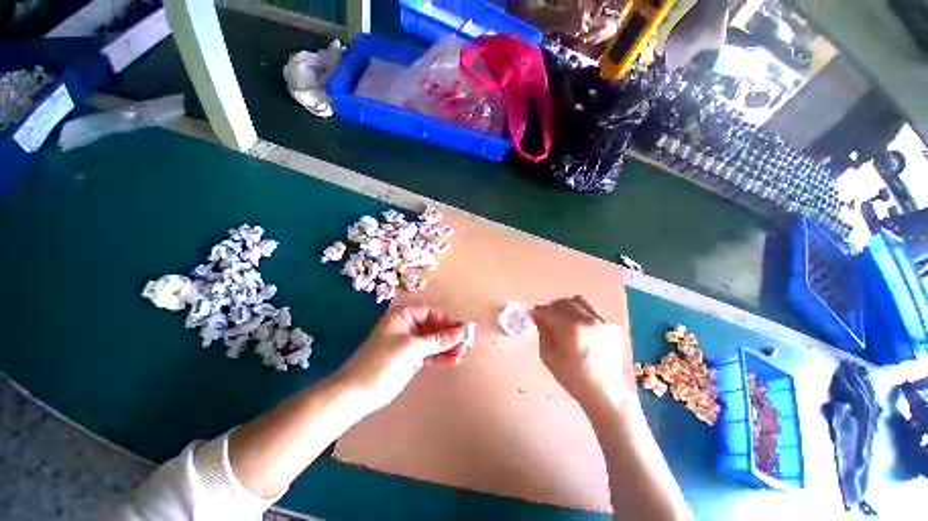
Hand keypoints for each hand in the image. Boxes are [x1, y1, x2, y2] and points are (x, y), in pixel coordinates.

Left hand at [334, 305, 468, 413]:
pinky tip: (454, 359)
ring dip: (448, 346)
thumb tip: (460, 332)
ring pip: (434, 341)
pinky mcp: (411, 358)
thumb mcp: (411, 347)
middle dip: (449, 334)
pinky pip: (430, 353)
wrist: (357, 393)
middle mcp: (408, 327)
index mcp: (403, 316)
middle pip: (434, 326)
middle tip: (467, 341)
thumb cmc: (382, 362)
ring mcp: (410, 344)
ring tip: (463, 351)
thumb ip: (437, 340)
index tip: (463, 328)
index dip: (447, 319)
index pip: (430, 313)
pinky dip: (441, 356)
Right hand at [530, 296, 629, 419]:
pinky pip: (592, 310)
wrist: (604, 392)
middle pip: (564, 302)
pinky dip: (581, 314)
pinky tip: (580, 327)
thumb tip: (538, 316)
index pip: (549, 311)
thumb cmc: (572, 377)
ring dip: (566, 307)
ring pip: (579, 301)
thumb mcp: (548, 356)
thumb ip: (542, 332)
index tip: (532, 314)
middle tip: (546, 317)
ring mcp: (603, 322)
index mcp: (572, 329)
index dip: (538, 311)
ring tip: (563, 319)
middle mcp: (589, 320)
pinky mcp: (613, 325)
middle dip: (551, 308)